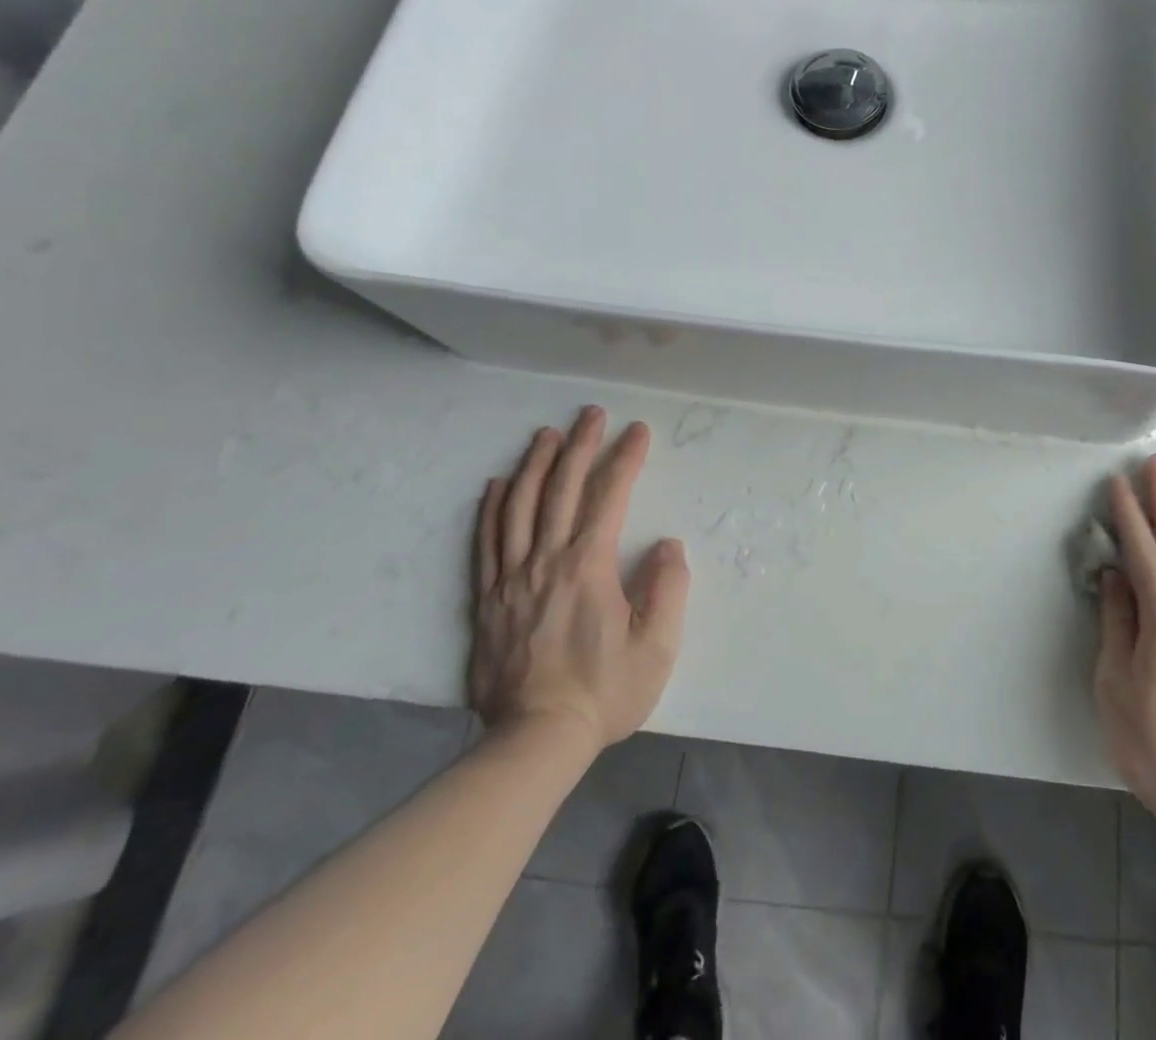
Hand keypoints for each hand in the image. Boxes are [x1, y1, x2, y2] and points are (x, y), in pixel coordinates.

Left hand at [470, 408, 689, 752]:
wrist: (536, 741)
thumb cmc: (605, 691)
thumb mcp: (657, 645)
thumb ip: (668, 587)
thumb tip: (666, 544)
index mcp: (588, 567)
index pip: (609, 497)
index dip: (625, 459)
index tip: (637, 431)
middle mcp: (546, 561)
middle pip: (561, 490)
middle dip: (579, 446)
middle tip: (590, 414)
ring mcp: (511, 579)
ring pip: (519, 508)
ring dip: (534, 465)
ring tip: (546, 434)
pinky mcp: (489, 600)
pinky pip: (487, 542)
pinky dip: (493, 508)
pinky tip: (499, 484)